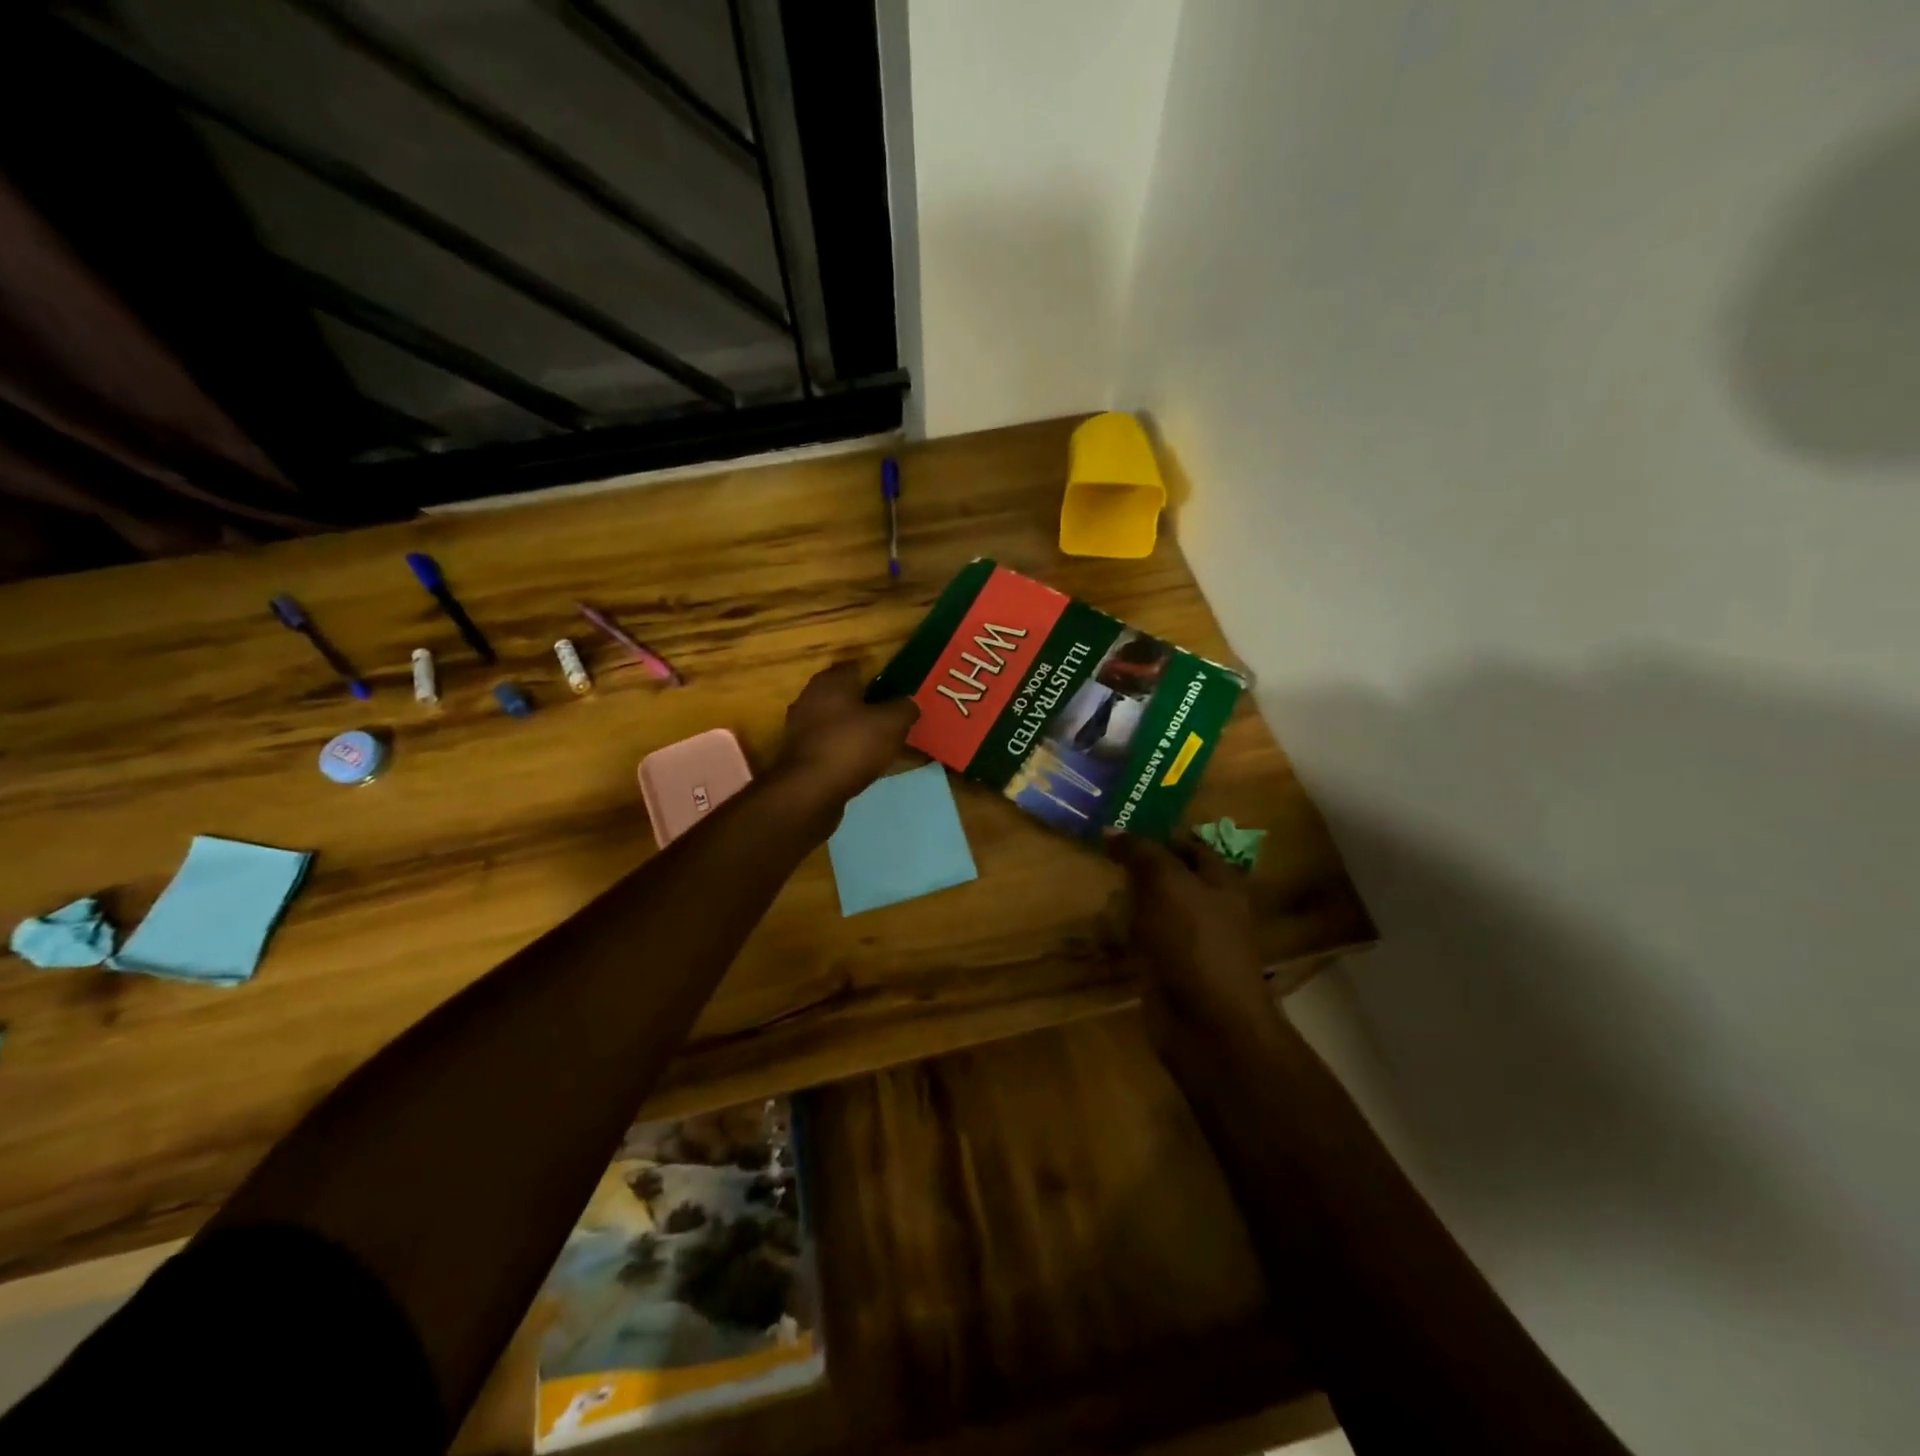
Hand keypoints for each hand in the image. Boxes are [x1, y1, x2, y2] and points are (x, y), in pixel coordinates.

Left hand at [772, 661, 919, 809]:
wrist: (809, 792)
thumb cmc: (851, 746)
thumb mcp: (891, 723)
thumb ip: (905, 708)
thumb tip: (910, 703)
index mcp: (830, 681)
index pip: (859, 667)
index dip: (882, 676)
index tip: (903, 690)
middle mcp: (812, 699)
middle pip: (850, 697)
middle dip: (874, 706)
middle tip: (901, 718)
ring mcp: (804, 729)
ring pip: (844, 725)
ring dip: (865, 732)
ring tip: (893, 745)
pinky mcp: (804, 757)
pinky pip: (838, 748)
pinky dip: (855, 754)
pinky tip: (875, 766)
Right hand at [1105, 830, 1279, 1056]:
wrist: (1207, 1023)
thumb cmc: (1193, 942)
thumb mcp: (1166, 883)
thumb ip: (1140, 852)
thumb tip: (1112, 828)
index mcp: (1220, 882)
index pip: (1190, 845)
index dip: (1158, 833)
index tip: (1120, 824)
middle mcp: (1208, 908)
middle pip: (1170, 877)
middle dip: (1139, 866)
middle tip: (1098, 851)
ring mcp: (1188, 942)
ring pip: (1154, 909)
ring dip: (1128, 899)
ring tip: (1094, 883)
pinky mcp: (1168, 970)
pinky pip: (1143, 941)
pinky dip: (1124, 932)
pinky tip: (1100, 924)